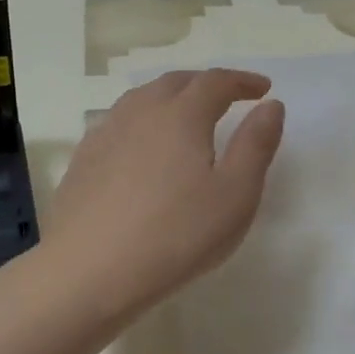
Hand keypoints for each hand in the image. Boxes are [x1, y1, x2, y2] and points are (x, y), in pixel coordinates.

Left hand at [44, 69, 285, 322]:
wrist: (89, 273)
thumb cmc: (176, 235)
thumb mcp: (235, 195)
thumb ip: (256, 145)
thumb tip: (271, 105)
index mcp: (182, 115)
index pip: (216, 82)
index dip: (243, 81)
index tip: (263, 89)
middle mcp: (141, 112)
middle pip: (176, 83)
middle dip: (206, 84)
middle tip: (228, 97)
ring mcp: (105, 134)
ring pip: (142, 99)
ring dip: (171, 98)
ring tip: (186, 115)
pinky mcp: (83, 160)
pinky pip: (119, 123)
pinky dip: (142, 121)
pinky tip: (143, 146)